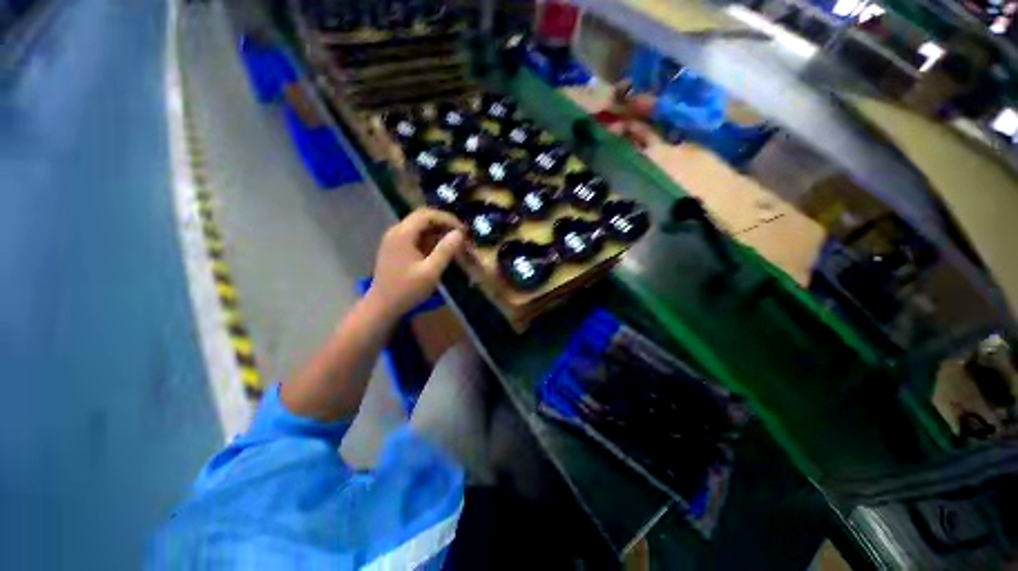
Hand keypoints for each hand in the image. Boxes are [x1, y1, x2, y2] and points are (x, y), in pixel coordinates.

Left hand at [367, 208, 464, 318]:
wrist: (382, 306)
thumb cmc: (407, 290)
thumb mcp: (430, 272)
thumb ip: (445, 251)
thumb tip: (459, 234)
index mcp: (403, 234)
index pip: (427, 214)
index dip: (447, 219)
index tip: (463, 230)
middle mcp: (396, 231)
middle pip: (423, 217)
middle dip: (444, 224)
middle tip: (460, 235)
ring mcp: (394, 239)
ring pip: (419, 226)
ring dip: (437, 231)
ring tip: (454, 242)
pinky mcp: (395, 248)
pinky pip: (415, 236)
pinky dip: (430, 239)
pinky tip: (440, 249)